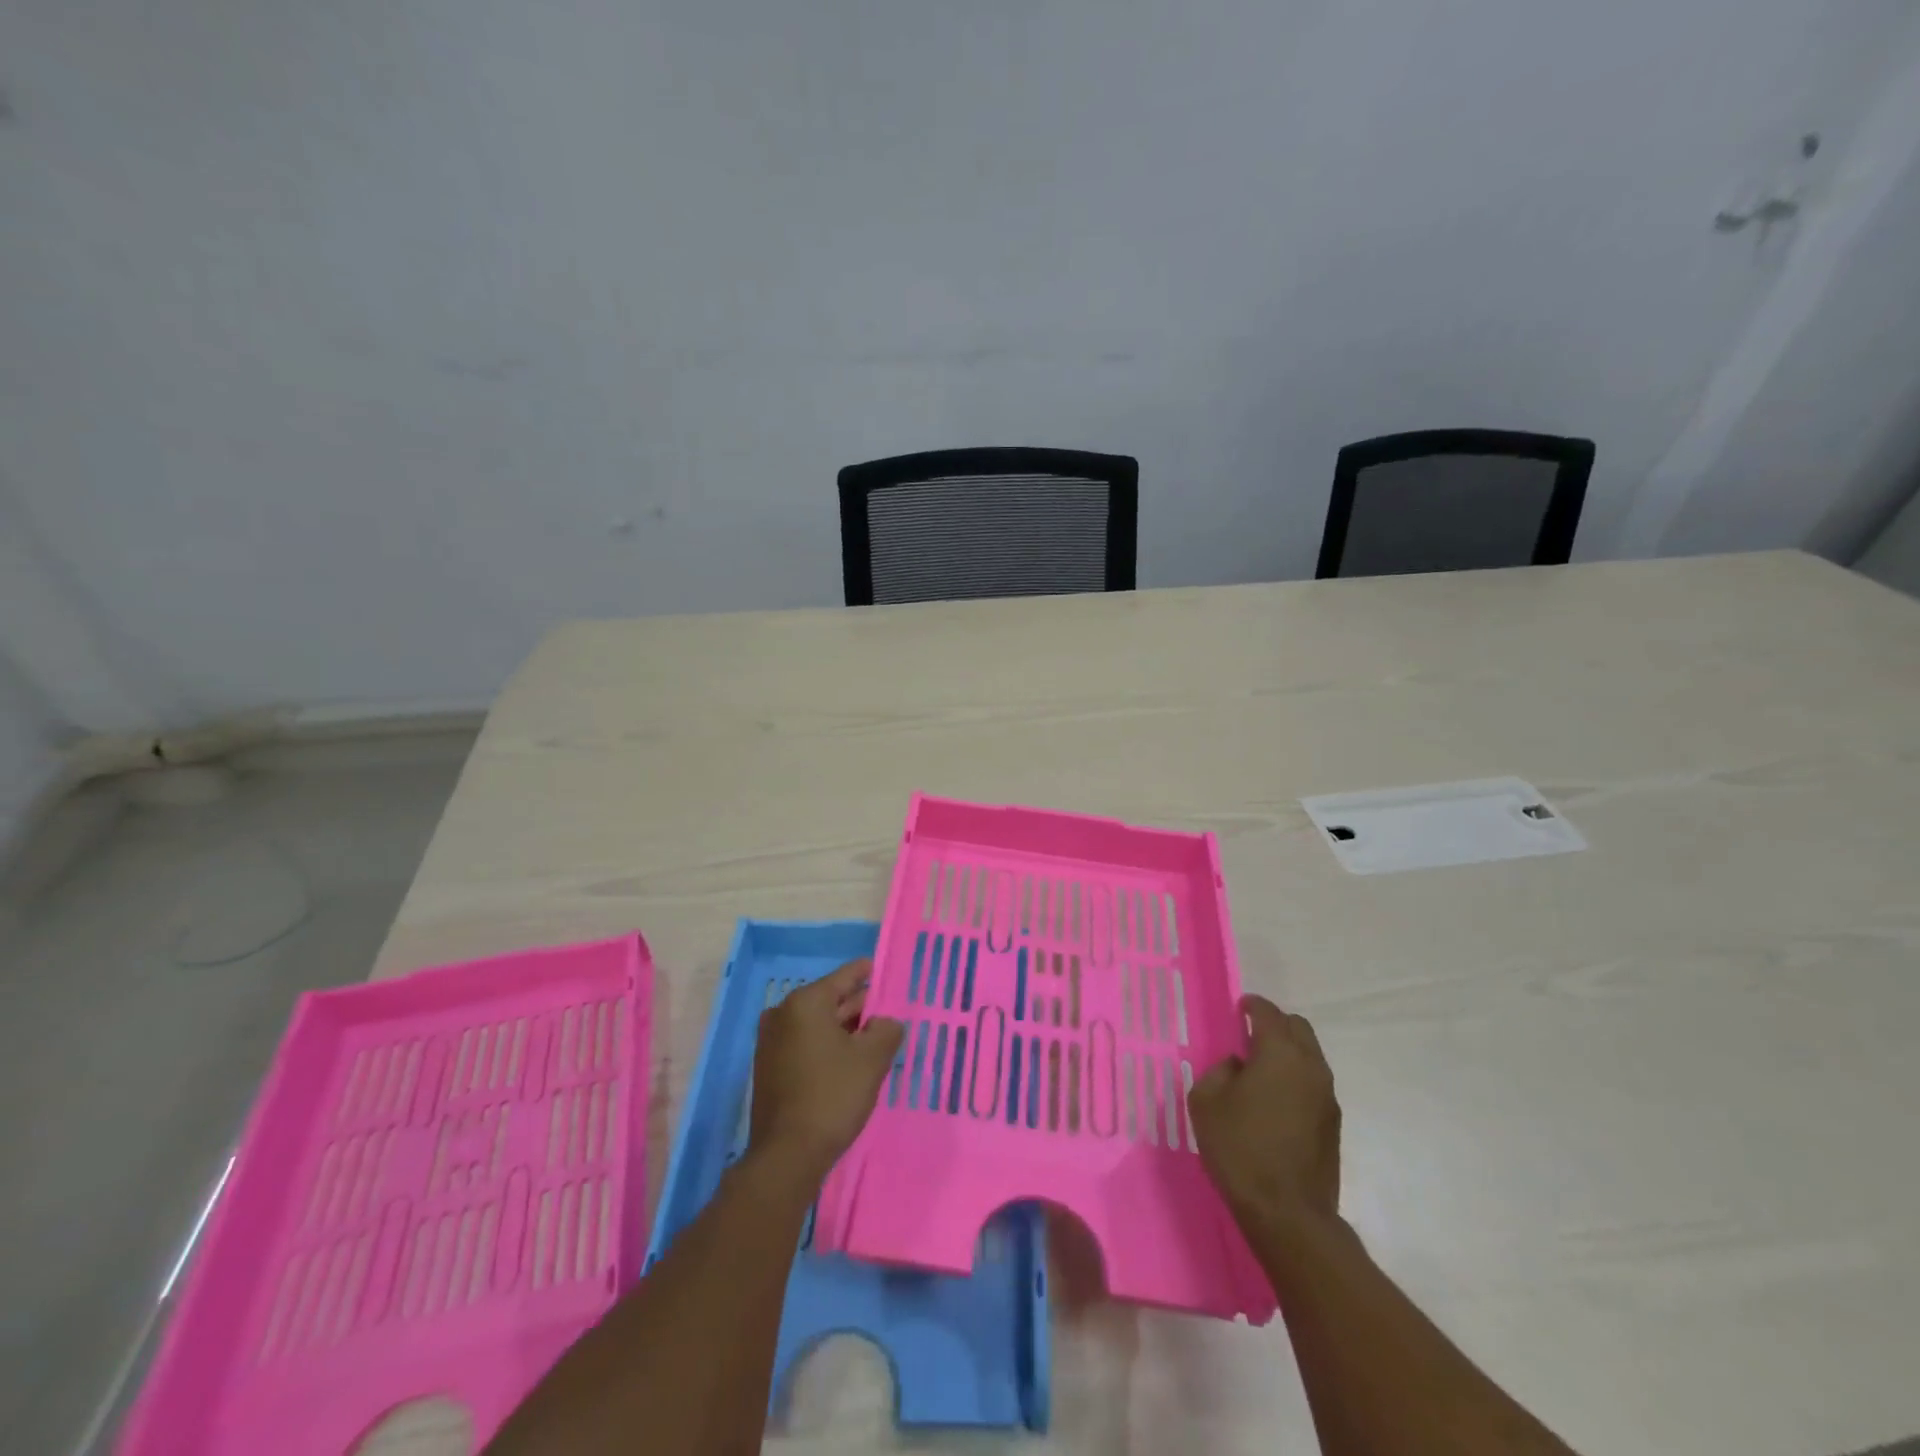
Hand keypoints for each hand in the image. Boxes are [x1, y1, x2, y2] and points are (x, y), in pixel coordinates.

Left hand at [749, 958, 904, 1179]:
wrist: (787, 1155)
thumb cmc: (832, 1096)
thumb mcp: (871, 1059)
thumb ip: (886, 1030)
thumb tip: (886, 1022)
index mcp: (805, 1003)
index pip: (843, 977)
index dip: (865, 973)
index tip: (880, 968)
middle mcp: (783, 1015)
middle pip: (829, 1000)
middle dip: (858, 1005)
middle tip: (886, 1008)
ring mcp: (771, 1043)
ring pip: (817, 1025)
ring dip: (844, 1029)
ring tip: (874, 1035)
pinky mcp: (769, 1068)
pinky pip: (805, 1044)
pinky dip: (827, 1046)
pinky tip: (849, 1059)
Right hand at [1189, 994, 1340, 1226]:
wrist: (1288, 1214)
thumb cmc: (1240, 1149)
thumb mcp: (1206, 1102)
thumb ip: (1218, 1071)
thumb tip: (1237, 1066)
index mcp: (1279, 1053)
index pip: (1268, 1013)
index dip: (1251, 1005)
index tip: (1238, 1008)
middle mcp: (1310, 1066)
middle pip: (1298, 1027)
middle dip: (1275, 1024)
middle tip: (1249, 1036)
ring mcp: (1327, 1096)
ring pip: (1310, 1055)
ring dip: (1288, 1052)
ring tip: (1260, 1071)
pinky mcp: (1333, 1124)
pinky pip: (1314, 1083)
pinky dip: (1296, 1078)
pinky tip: (1275, 1101)